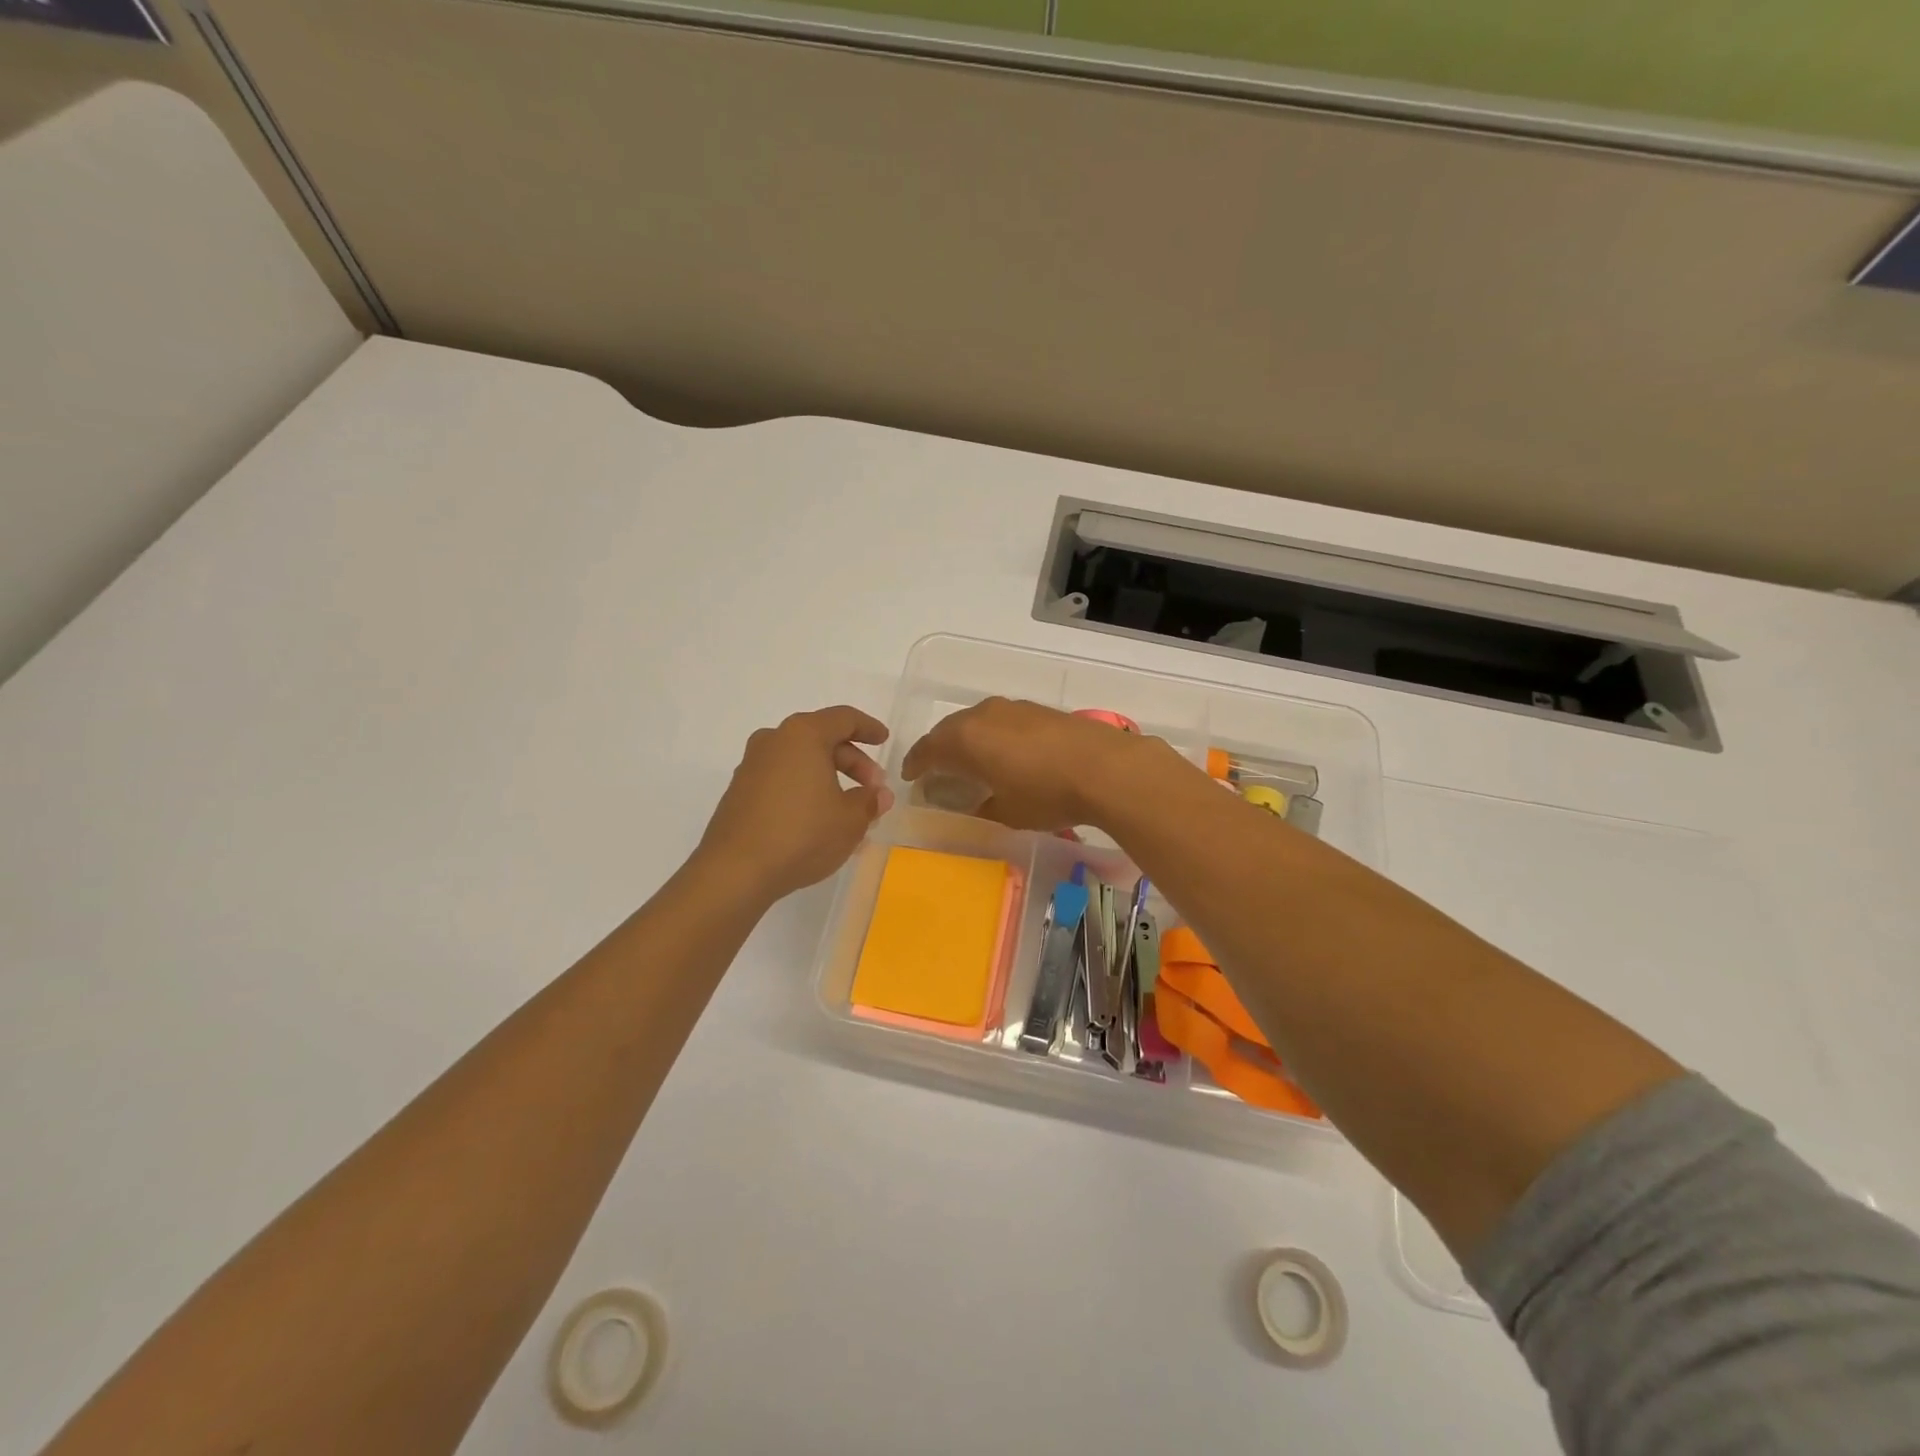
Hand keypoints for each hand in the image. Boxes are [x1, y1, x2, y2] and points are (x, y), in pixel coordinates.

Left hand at [695, 706, 893, 902]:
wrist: (735, 871)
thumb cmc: (802, 834)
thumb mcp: (850, 820)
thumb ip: (870, 801)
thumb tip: (879, 795)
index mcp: (803, 735)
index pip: (844, 719)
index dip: (868, 728)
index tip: (884, 740)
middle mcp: (774, 741)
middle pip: (821, 739)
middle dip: (852, 762)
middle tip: (872, 789)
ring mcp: (752, 766)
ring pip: (801, 762)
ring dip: (829, 779)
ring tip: (849, 810)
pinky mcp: (739, 793)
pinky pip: (783, 781)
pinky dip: (805, 791)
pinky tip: (819, 820)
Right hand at [901, 697, 1165, 831]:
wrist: (1105, 768)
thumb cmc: (1046, 795)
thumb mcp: (1007, 813)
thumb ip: (983, 807)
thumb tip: (977, 804)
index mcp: (965, 739)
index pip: (928, 749)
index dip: (916, 764)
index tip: (910, 776)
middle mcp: (983, 715)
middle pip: (949, 729)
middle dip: (939, 748)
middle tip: (935, 768)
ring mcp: (1013, 708)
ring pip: (977, 721)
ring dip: (967, 738)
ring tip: (969, 758)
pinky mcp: (1038, 710)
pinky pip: (1001, 720)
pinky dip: (993, 734)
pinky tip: (1005, 751)